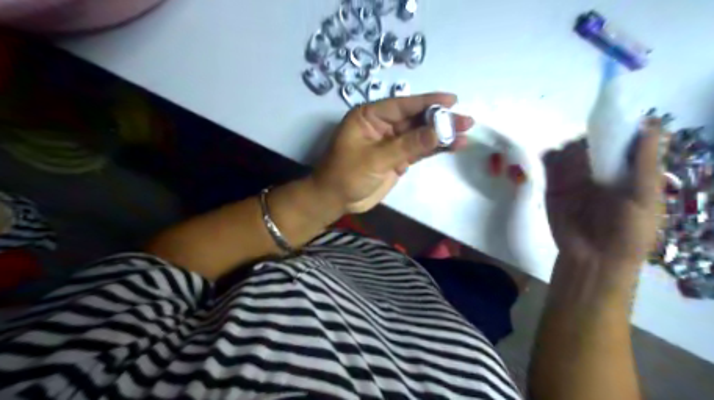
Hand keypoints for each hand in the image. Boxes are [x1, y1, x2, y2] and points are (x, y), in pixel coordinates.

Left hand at [313, 92, 471, 212]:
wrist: (336, 200)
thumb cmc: (347, 174)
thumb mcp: (376, 159)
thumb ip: (407, 145)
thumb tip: (438, 132)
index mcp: (369, 116)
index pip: (402, 105)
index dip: (427, 102)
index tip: (452, 100)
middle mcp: (382, 125)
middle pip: (415, 119)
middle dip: (440, 120)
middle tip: (466, 120)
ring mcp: (391, 143)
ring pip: (419, 135)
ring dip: (440, 135)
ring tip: (466, 132)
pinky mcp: (396, 158)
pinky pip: (418, 150)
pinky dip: (434, 149)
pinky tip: (452, 146)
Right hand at [548, 117, 664, 269]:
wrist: (594, 257)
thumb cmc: (629, 231)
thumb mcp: (645, 197)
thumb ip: (644, 163)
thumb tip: (650, 123)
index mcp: (627, 169)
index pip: (623, 139)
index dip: (618, 127)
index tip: (609, 122)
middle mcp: (601, 169)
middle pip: (592, 140)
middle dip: (588, 138)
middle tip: (585, 148)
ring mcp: (575, 177)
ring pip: (569, 150)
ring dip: (567, 147)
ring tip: (567, 159)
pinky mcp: (554, 185)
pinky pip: (549, 164)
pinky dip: (547, 156)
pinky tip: (549, 159)